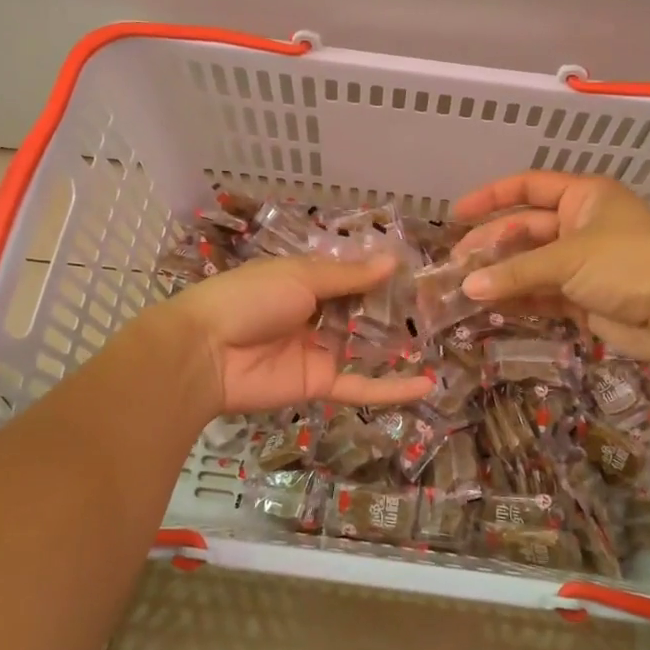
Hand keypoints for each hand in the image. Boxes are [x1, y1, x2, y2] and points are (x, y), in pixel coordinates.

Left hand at [167, 256, 434, 415]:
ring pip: (366, 348)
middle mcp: (315, 314)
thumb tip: (391, 261)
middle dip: (397, 310)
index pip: (350, 276)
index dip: (381, 275)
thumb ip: (348, 276)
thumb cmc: (250, 299)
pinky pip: (361, 385)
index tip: (420, 271)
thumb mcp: (300, 276)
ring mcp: (319, 351)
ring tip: (444, 339)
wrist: (205, 352)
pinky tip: (426, 384)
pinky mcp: (320, 384)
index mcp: (304, 281)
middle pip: (362, 312)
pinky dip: (392, 388)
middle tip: (442, 306)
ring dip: (400, 346)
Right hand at [453, 171, 649, 366]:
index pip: (528, 187)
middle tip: (456, 264)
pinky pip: (542, 295)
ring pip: (531, 265)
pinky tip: (489, 306)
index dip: (491, 197)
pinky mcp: (584, 298)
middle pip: (525, 229)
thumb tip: (467, 287)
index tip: (456, 214)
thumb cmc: (627, 264)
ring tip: (463, 288)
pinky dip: (518, 299)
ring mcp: (583, 264)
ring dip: (501, 275)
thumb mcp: (567, 258)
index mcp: (583, 197)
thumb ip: (516, 272)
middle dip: (491, 244)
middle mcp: (581, 225)